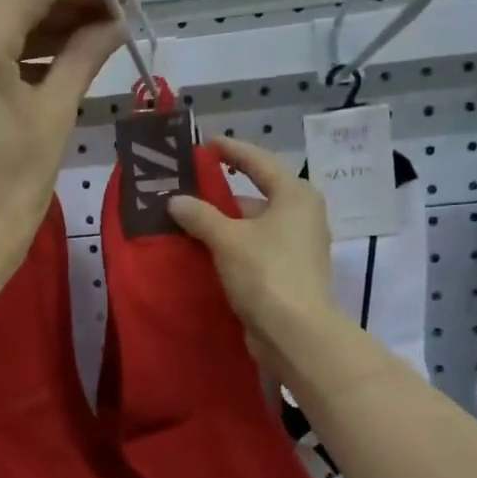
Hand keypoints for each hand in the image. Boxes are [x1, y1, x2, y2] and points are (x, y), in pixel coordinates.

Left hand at [0, 0, 121, 280]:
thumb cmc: (10, 191)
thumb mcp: (54, 117)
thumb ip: (83, 56)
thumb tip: (116, 23)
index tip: (120, 0)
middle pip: (9, 0)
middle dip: (64, 6)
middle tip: (112, 22)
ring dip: (36, 29)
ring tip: (87, 42)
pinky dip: (6, 53)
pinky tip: (44, 62)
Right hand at [167, 137, 340, 369]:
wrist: (294, 333)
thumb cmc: (265, 272)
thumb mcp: (227, 238)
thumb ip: (199, 214)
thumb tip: (175, 200)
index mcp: (295, 195)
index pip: (258, 161)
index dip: (231, 150)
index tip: (205, 144)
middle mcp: (301, 214)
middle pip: (255, 194)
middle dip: (219, 193)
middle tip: (185, 187)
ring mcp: (297, 245)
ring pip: (252, 224)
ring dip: (221, 223)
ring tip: (184, 219)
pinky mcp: (287, 271)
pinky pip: (253, 248)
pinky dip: (230, 246)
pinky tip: (202, 249)